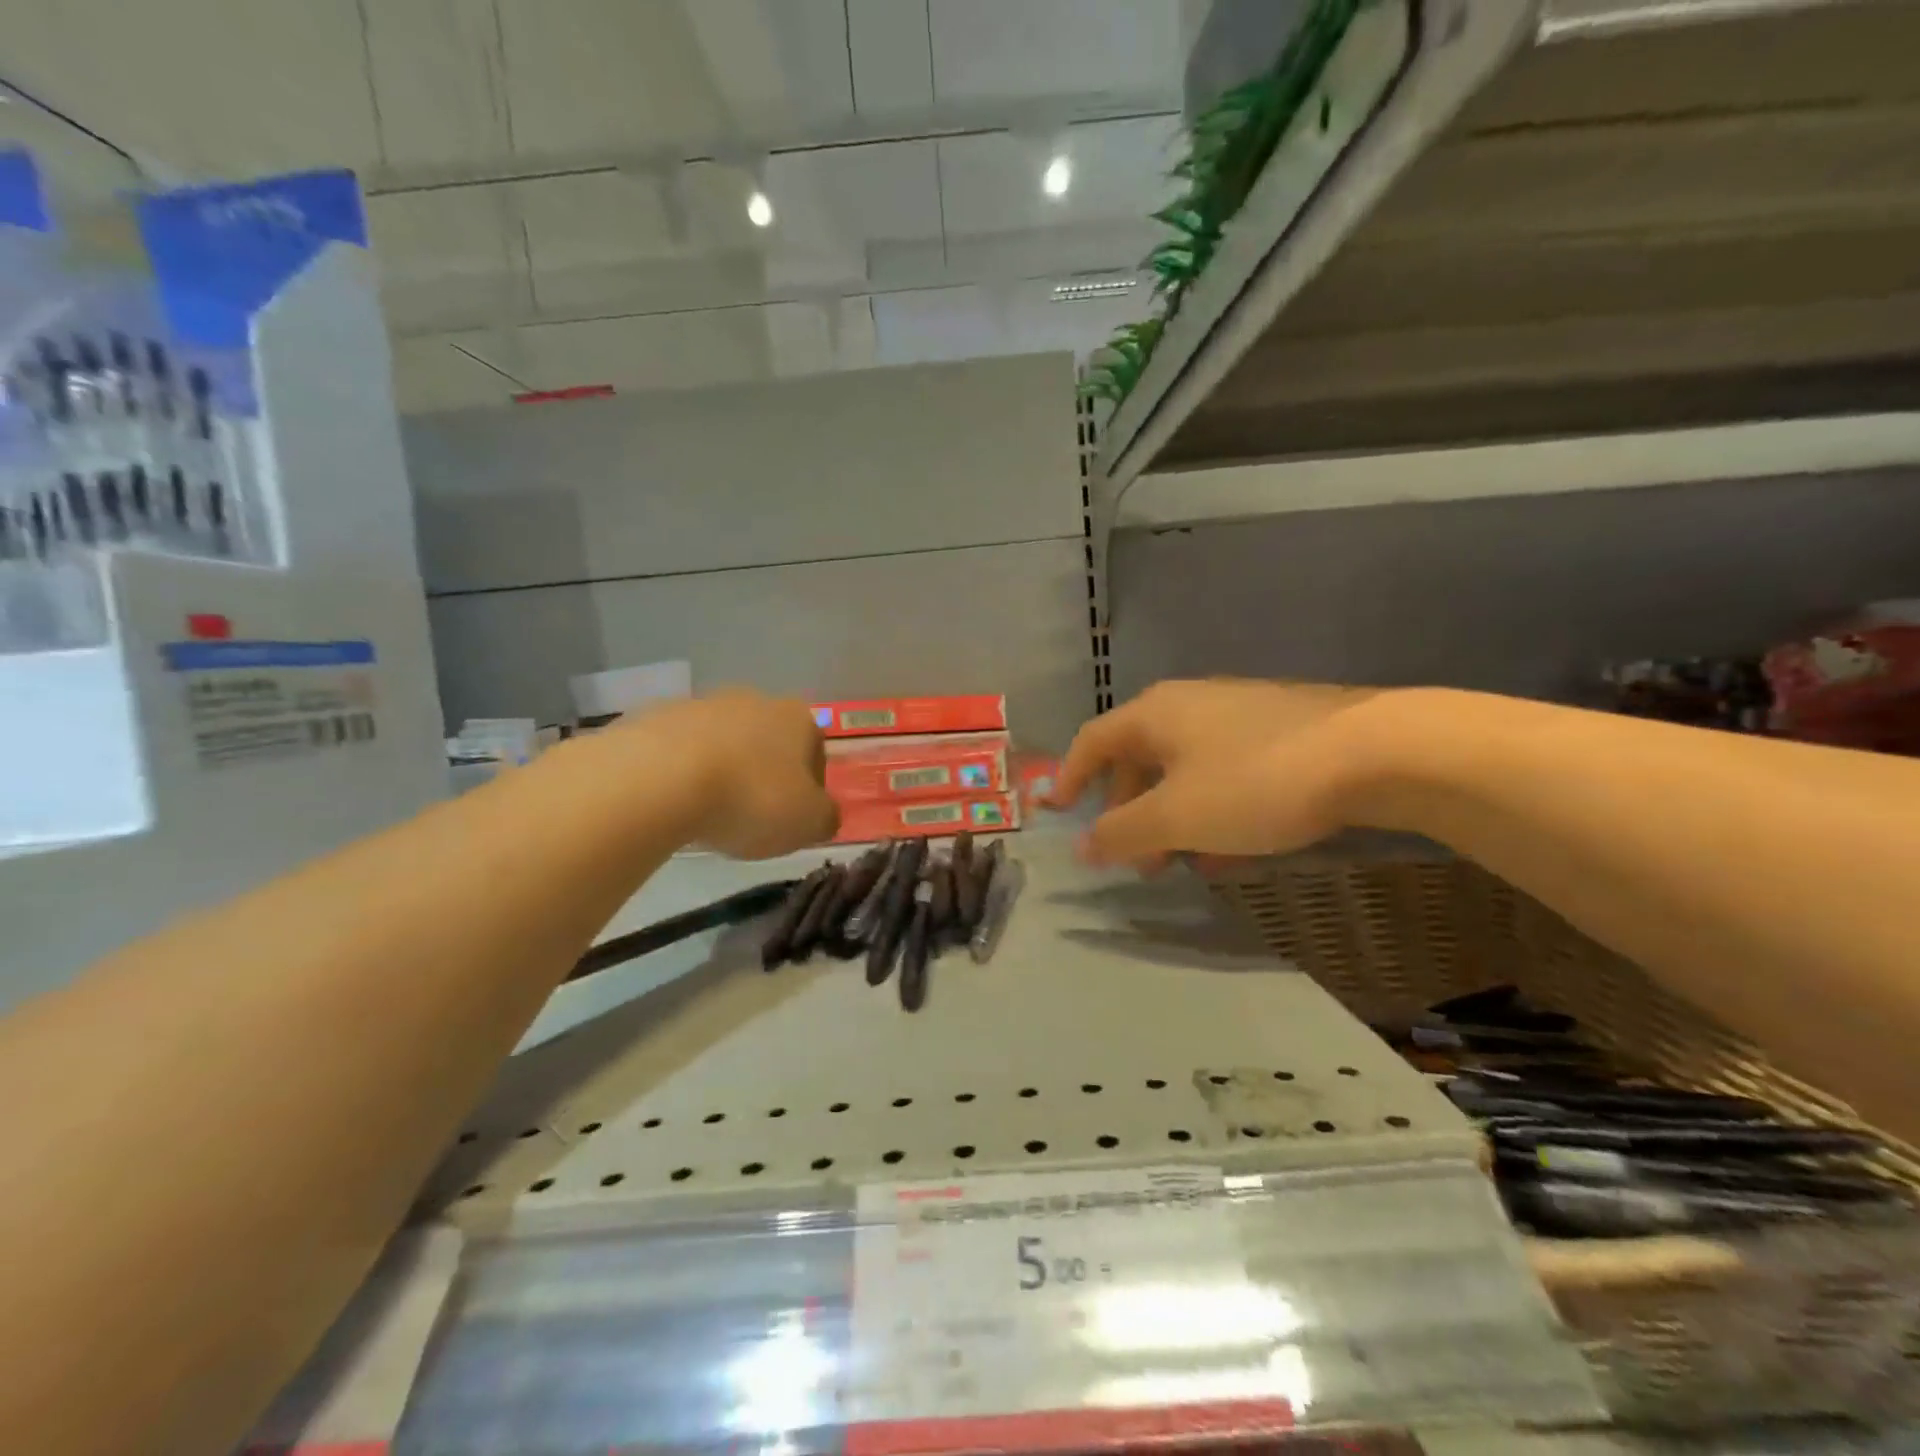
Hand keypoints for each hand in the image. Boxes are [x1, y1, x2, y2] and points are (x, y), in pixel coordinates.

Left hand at [626, 690, 838, 858]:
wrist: (659, 779)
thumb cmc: (751, 798)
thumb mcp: (809, 823)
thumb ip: (825, 817)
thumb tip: (822, 814)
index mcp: (798, 718)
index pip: (815, 753)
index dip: (809, 789)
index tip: (793, 819)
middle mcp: (753, 700)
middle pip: (767, 743)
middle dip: (763, 775)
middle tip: (751, 817)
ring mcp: (701, 704)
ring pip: (721, 744)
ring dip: (721, 772)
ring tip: (707, 814)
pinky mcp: (654, 716)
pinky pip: (678, 750)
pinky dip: (680, 773)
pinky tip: (672, 803)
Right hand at [1047, 679, 1382, 869]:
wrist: (1377, 752)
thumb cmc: (1254, 782)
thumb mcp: (1176, 817)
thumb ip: (1121, 833)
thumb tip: (1079, 846)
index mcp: (1155, 713)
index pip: (1093, 740)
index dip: (1070, 776)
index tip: (1060, 812)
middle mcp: (1191, 704)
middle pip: (1140, 757)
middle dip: (1129, 810)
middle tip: (1133, 856)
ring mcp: (1240, 715)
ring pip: (1187, 770)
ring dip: (1174, 817)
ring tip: (1182, 862)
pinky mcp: (1283, 732)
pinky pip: (1228, 774)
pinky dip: (1216, 810)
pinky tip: (1234, 849)